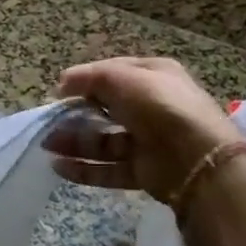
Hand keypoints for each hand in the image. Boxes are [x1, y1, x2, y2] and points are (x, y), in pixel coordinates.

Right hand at [45, 56, 245, 201]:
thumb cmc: (160, 107)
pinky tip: (59, 168)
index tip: (59, 92)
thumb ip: (89, 77)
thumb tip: (62, 83)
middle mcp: (152, 107)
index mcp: (153, 76)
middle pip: (106, 109)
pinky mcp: (145, 171)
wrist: (199, 158)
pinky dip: (85, 169)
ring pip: (105, 140)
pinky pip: (110, 169)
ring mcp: (149, 141)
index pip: (112, 74)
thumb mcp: (122, 78)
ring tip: (47, 145)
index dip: (84, 80)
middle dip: (75, 114)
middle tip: (49, 122)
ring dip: (75, 142)